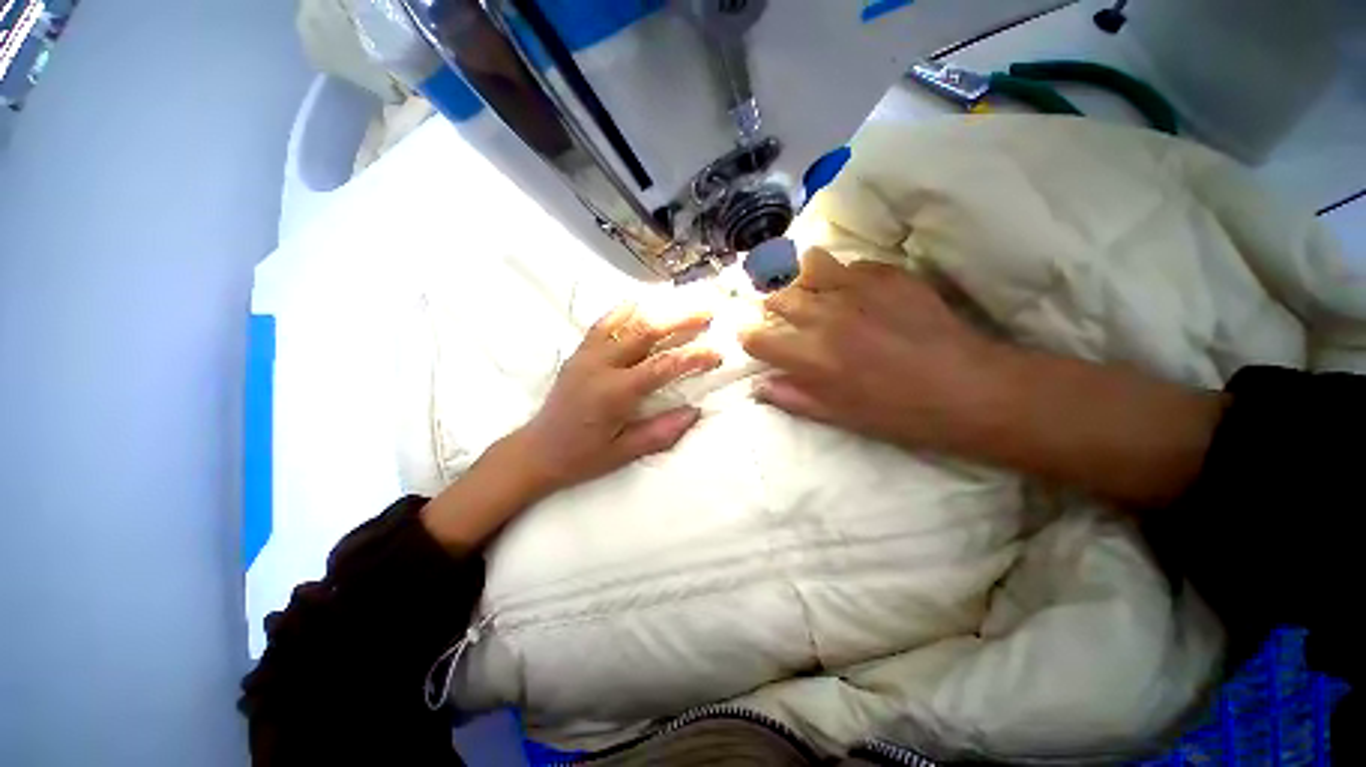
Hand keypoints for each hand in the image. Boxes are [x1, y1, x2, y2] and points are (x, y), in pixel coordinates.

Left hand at [515, 301, 722, 493]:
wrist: (538, 450)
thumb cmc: (583, 456)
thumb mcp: (625, 452)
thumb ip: (661, 432)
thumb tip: (695, 411)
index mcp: (615, 393)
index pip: (663, 366)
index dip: (693, 357)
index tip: (716, 354)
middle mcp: (601, 365)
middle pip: (646, 331)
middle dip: (680, 319)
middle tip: (707, 312)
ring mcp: (587, 354)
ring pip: (626, 321)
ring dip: (657, 309)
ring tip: (682, 301)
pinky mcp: (579, 352)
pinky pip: (603, 323)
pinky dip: (623, 309)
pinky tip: (640, 301)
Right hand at [740, 248, 1000, 452]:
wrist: (970, 389)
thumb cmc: (900, 413)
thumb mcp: (839, 418)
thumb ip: (793, 398)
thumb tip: (758, 386)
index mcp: (811, 356)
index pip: (756, 337)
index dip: (750, 338)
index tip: (756, 341)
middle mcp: (825, 316)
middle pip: (776, 297)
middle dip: (772, 308)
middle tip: (782, 317)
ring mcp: (857, 289)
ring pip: (806, 267)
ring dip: (800, 281)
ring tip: (809, 292)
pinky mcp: (888, 274)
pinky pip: (848, 263)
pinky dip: (840, 275)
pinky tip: (852, 289)